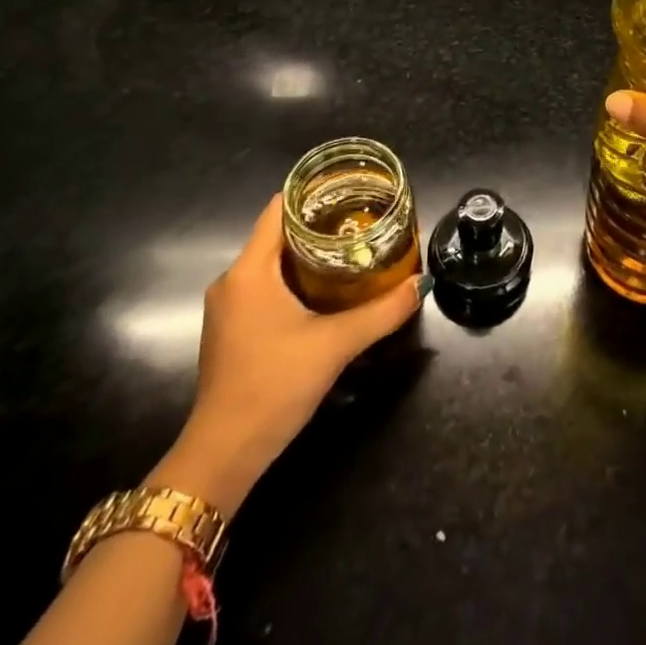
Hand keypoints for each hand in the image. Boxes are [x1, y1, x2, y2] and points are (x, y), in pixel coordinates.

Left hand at [153, 194, 426, 513]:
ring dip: (309, 255)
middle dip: (320, 225)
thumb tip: (421, 284)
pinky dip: (296, 279)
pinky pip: (266, 287)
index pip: (278, 210)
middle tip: (364, 221)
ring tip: (353, 249)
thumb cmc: (273, 385)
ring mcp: (229, 307)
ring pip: (273, 263)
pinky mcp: (232, 330)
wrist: (223, 454)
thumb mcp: (336, 345)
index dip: (313, 194)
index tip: (351, 190)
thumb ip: (382, 312)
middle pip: (278, 235)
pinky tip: (327, 289)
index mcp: (249, 271)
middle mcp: (233, 281)